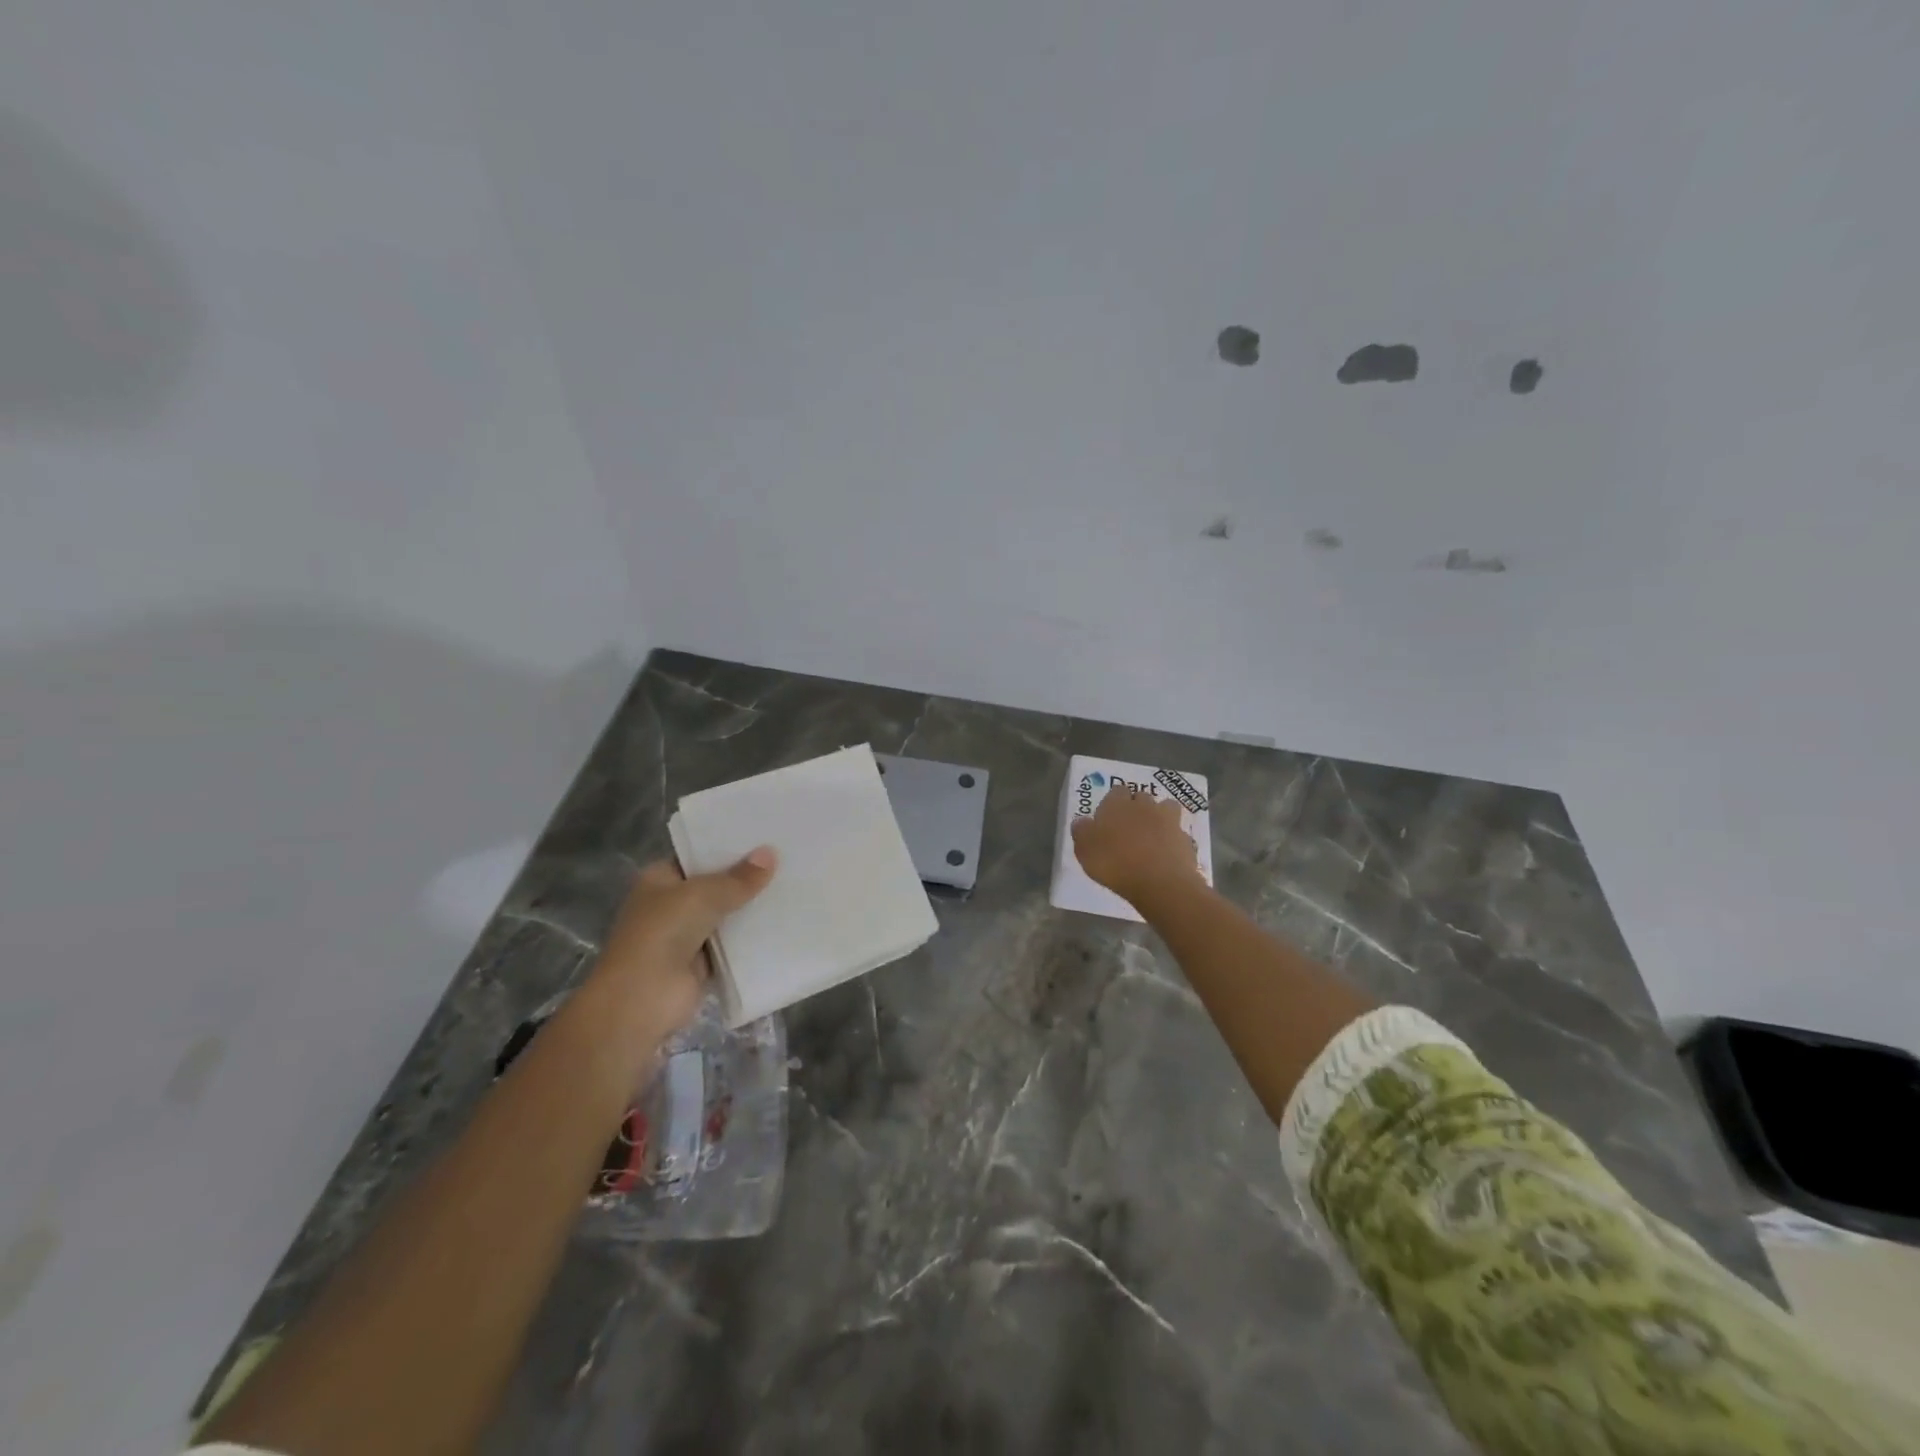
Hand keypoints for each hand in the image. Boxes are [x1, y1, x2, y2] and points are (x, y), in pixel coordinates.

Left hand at [589, 848, 777, 1035]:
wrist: (642, 999)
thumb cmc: (663, 933)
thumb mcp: (702, 895)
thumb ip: (738, 878)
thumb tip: (770, 854)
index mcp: (659, 880)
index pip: (697, 856)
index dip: (727, 847)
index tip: (764, 838)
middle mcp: (671, 905)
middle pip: (715, 886)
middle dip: (746, 878)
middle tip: (788, 859)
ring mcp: (686, 936)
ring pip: (727, 916)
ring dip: (752, 909)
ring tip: (794, 886)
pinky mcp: (703, 964)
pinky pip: (734, 945)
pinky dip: (753, 939)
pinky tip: (785, 924)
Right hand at [1071, 789, 1199, 904]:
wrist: (1160, 882)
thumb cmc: (1114, 863)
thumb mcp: (1085, 850)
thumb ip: (1082, 832)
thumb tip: (1081, 821)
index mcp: (1117, 804)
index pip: (1116, 791)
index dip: (1113, 802)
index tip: (1108, 818)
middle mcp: (1144, 806)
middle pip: (1141, 797)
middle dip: (1137, 807)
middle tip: (1129, 827)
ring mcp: (1169, 821)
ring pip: (1166, 808)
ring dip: (1160, 817)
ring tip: (1152, 835)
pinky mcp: (1186, 839)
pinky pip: (1178, 834)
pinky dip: (1173, 840)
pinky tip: (1166, 855)